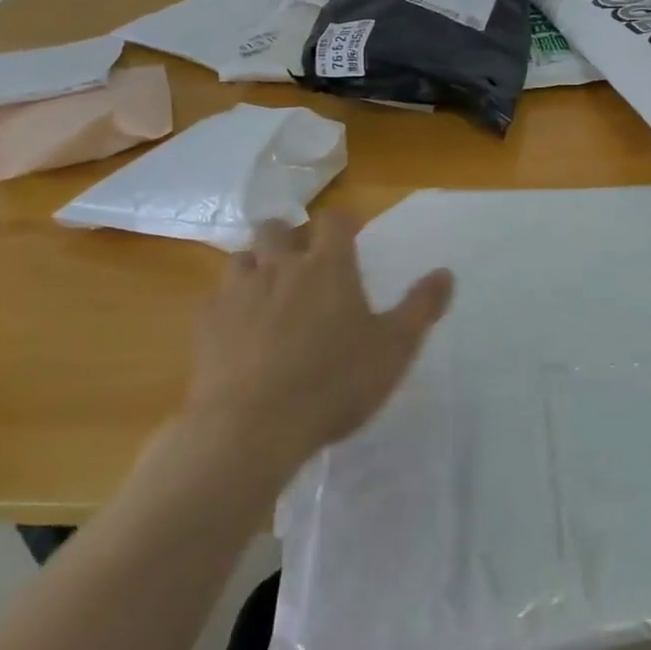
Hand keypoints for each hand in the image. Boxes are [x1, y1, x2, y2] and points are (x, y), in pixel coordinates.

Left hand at [179, 213, 453, 471]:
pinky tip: (238, 330)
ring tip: (268, 289)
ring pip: (241, 257)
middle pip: (276, 227)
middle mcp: (279, 267)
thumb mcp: (394, 349)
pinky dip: (229, 304)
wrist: (251, 429)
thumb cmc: (334, 383)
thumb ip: (420, 307)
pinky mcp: (205, 325)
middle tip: (304, 258)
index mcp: (327, 266)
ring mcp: (237, 293)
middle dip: (290, 234)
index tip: (353, 232)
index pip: (334, 220)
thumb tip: (445, 273)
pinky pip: (214, 299)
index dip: (344, 221)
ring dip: (256, 265)